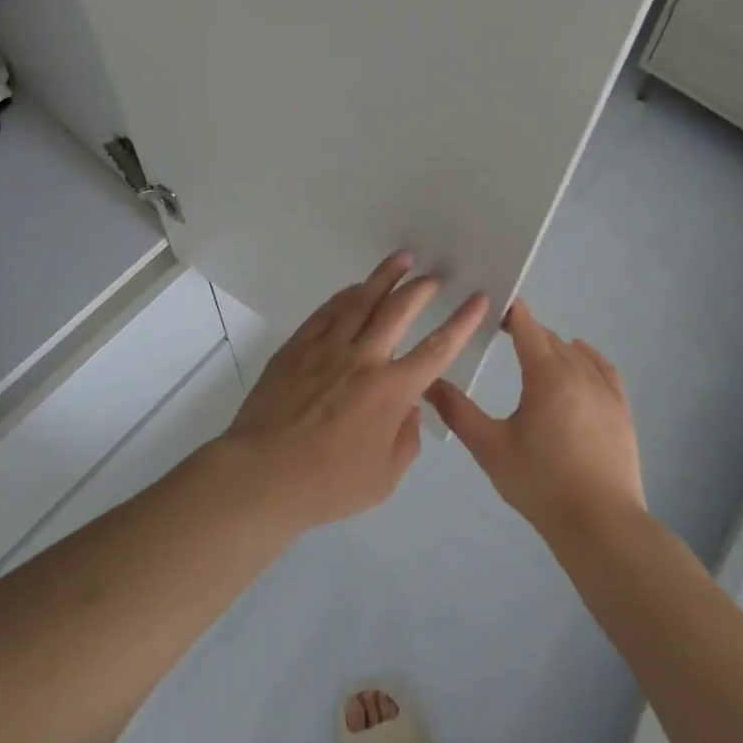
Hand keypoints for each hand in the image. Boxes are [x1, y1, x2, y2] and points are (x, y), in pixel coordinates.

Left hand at [219, 252, 488, 533]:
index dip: (463, 321)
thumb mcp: (384, 478)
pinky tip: (354, 287)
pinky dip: (345, 295)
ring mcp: (328, 347)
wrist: (263, 474)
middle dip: (422, 288)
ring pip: (362, 300)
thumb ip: (407, 440)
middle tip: (434, 274)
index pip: (437, 348)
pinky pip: (327, 311)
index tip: (479, 299)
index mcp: (391, 391)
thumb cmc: (328, 484)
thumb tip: (410, 408)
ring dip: (385, 277)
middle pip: (399, 310)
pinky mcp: (298, 346)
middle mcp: (364, 358)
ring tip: (401, 257)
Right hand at [427, 298, 644, 537]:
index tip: (491, 309)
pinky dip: (588, 356)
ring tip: (534, 352)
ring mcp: (604, 390)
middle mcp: (578, 371)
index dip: (509, 312)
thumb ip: (458, 412)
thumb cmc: (540, 483)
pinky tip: (580, 356)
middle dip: (526, 332)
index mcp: (546, 374)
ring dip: (553, 346)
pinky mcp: (621, 409)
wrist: (600, 524)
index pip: (526, 325)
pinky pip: (603, 368)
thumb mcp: (490, 448)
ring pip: (575, 352)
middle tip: (502, 336)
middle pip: (549, 338)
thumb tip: (429, 383)